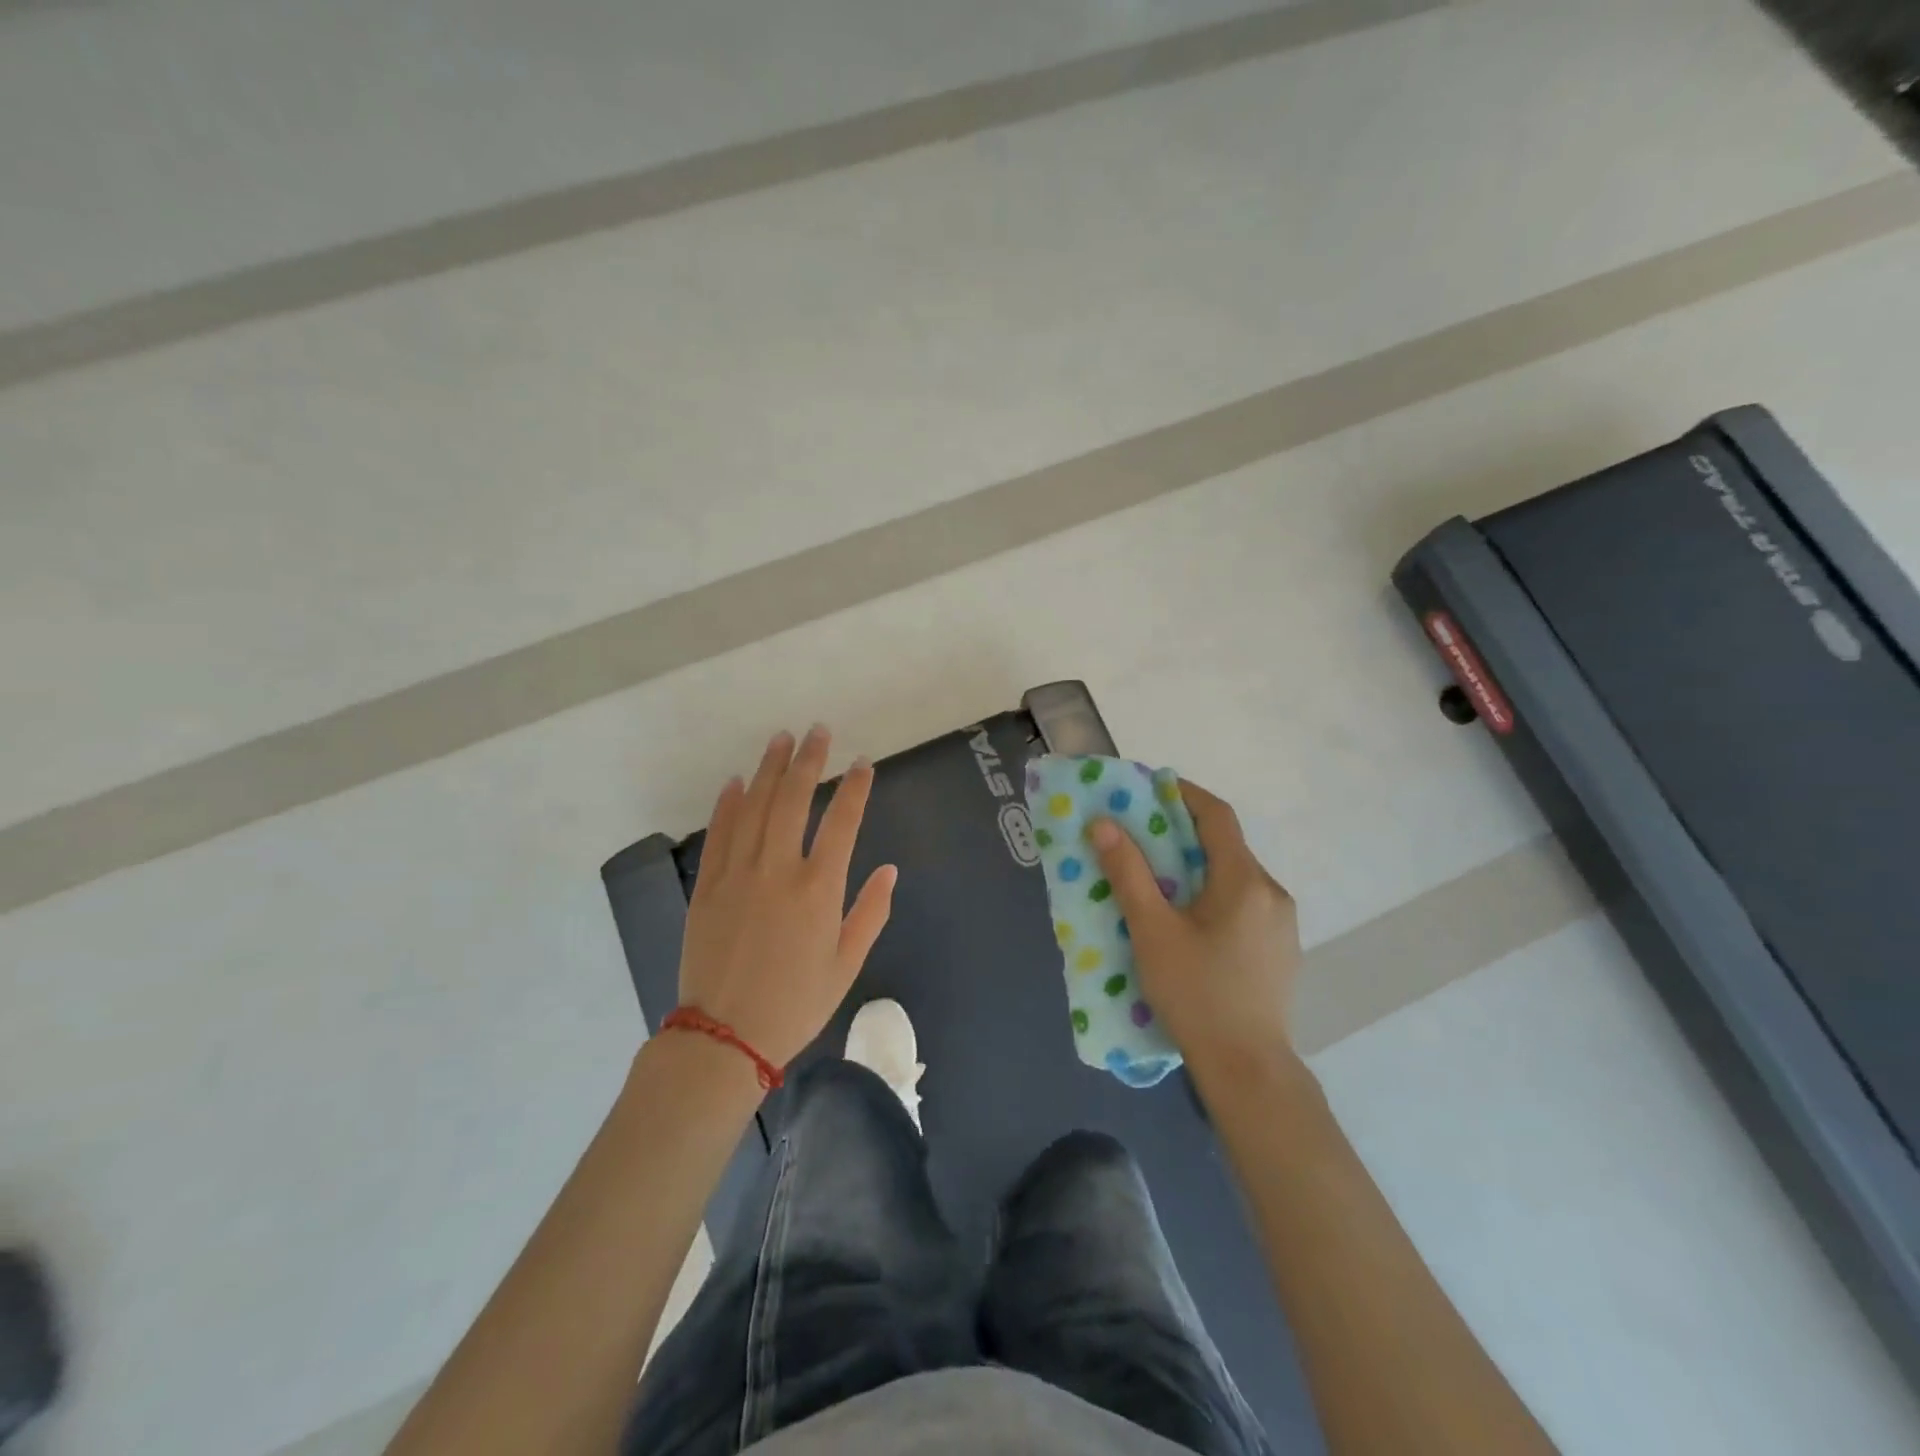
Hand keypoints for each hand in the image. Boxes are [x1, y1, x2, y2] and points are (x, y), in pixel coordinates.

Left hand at [677, 727, 896, 1070]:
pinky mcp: (707, 886)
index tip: (863, 763)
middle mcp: (778, 870)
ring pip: (754, 807)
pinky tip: (736, 781)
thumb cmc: (795, 1004)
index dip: (855, 788)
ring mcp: (737, 874)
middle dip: (808, 761)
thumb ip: (870, 913)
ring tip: (780, 739)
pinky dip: (728, 804)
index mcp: (818, 889)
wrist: (724, 1038)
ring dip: (768, 769)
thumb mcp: (846, 965)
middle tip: (817, 731)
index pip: (842, 822)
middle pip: (793, 800)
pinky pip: (719, 834)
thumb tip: (889, 870)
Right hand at [1088, 781, 1299, 1072]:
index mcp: (1245, 881)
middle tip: (1141, 836)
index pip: (1217, 816)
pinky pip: (1243, 903)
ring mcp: (1282, 924)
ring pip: (1234, 876)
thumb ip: (1128, 874)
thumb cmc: (1196, 994)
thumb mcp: (1153, 931)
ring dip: (1197, 866)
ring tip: (1158, 879)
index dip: (1183, 794)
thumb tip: (1104, 825)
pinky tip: (1188, 921)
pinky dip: (1213, 894)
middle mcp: (1272, 892)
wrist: (1248, 1070)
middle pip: (1226, 846)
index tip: (1149, 788)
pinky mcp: (1280, 949)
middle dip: (1183, 832)